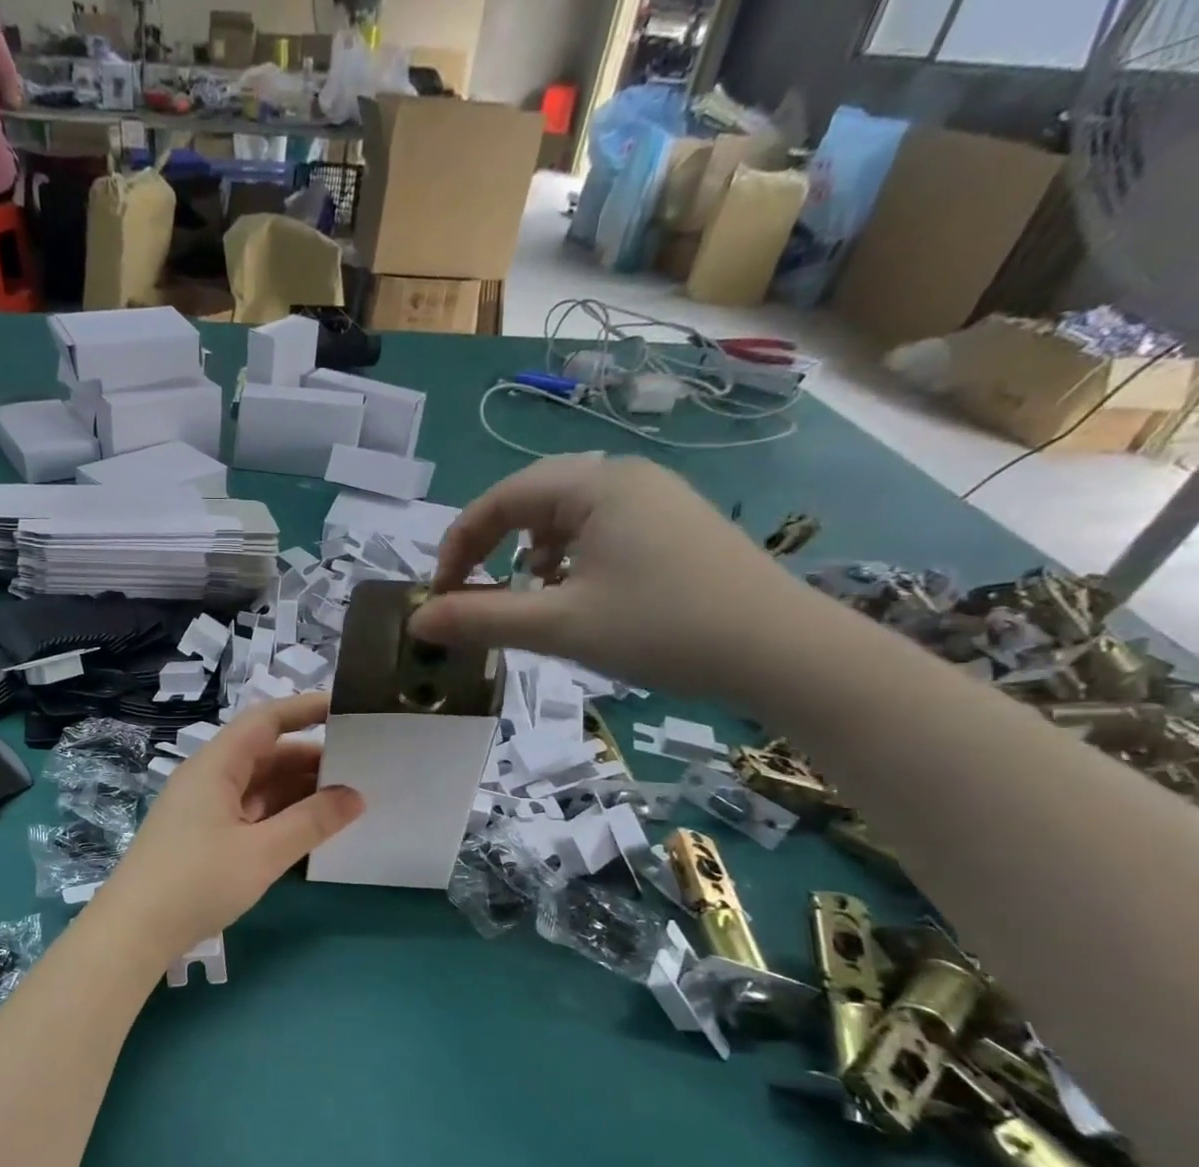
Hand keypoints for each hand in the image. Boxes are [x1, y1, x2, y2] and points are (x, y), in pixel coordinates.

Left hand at [91, 694, 363, 965]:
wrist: (133, 931)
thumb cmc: (197, 881)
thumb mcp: (262, 852)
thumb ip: (312, 821)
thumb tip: (356, 796)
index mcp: (216, 765)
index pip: (265, 721)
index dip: (305, 709)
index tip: (347, 709)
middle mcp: (208, 777)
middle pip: (265, 753)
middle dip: (310, 758)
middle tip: (361, 768)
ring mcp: (204, 808)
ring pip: (259, 785)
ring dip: (298, 790)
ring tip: (345, 799)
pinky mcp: (203, 836)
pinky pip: (249, 811)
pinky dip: (280, 814)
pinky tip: (309, 828)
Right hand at [408, 455, 823, 700]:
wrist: (783, 652)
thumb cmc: (662, 629)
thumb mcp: (559, 626)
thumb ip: (481, 620)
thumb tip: (418, 621)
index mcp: (593, 486)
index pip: (500, 499)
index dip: (458, 544)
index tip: (441, 594)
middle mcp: (624, 477)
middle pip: (532, 500)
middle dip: (492, 546)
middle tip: (473, 592)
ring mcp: (657, 499)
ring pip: (566, 516)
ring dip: (529, 552)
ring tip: (529, 595)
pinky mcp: (676, 526)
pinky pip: (600, 529)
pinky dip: (570, 558)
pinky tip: (579, 595)